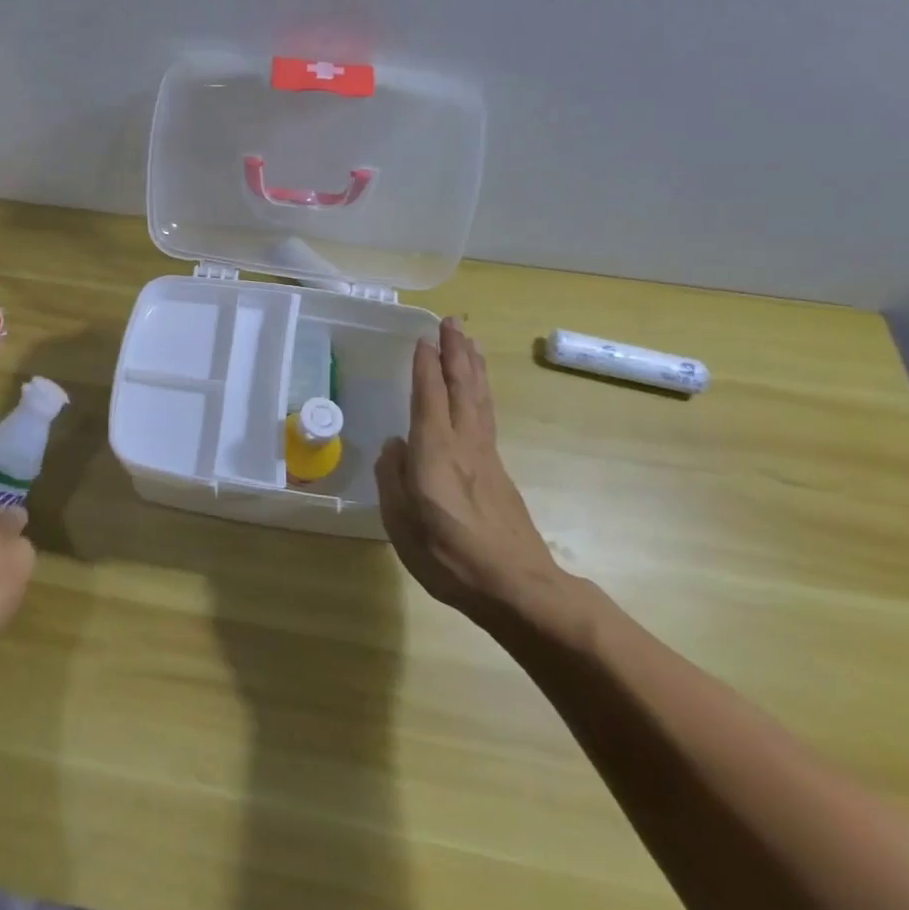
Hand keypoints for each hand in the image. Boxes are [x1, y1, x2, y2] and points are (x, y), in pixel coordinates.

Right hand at [376, 318, 570, 631]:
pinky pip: (486, 416)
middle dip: (456, 352)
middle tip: (452, 321)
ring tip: (470, 342)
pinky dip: (481, 392)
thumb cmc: (448, 555)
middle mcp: (463, 443)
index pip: (430, 396)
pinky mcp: (498, 472)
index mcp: (435, 450)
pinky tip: (478, 392)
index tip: (423, 337)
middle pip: (462, 386)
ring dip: (473, 366)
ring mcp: (486, 456)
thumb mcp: (401, 521)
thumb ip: (392, 478)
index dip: (425, 366)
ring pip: (479, 399)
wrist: (516, 587)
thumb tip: (394, 446)